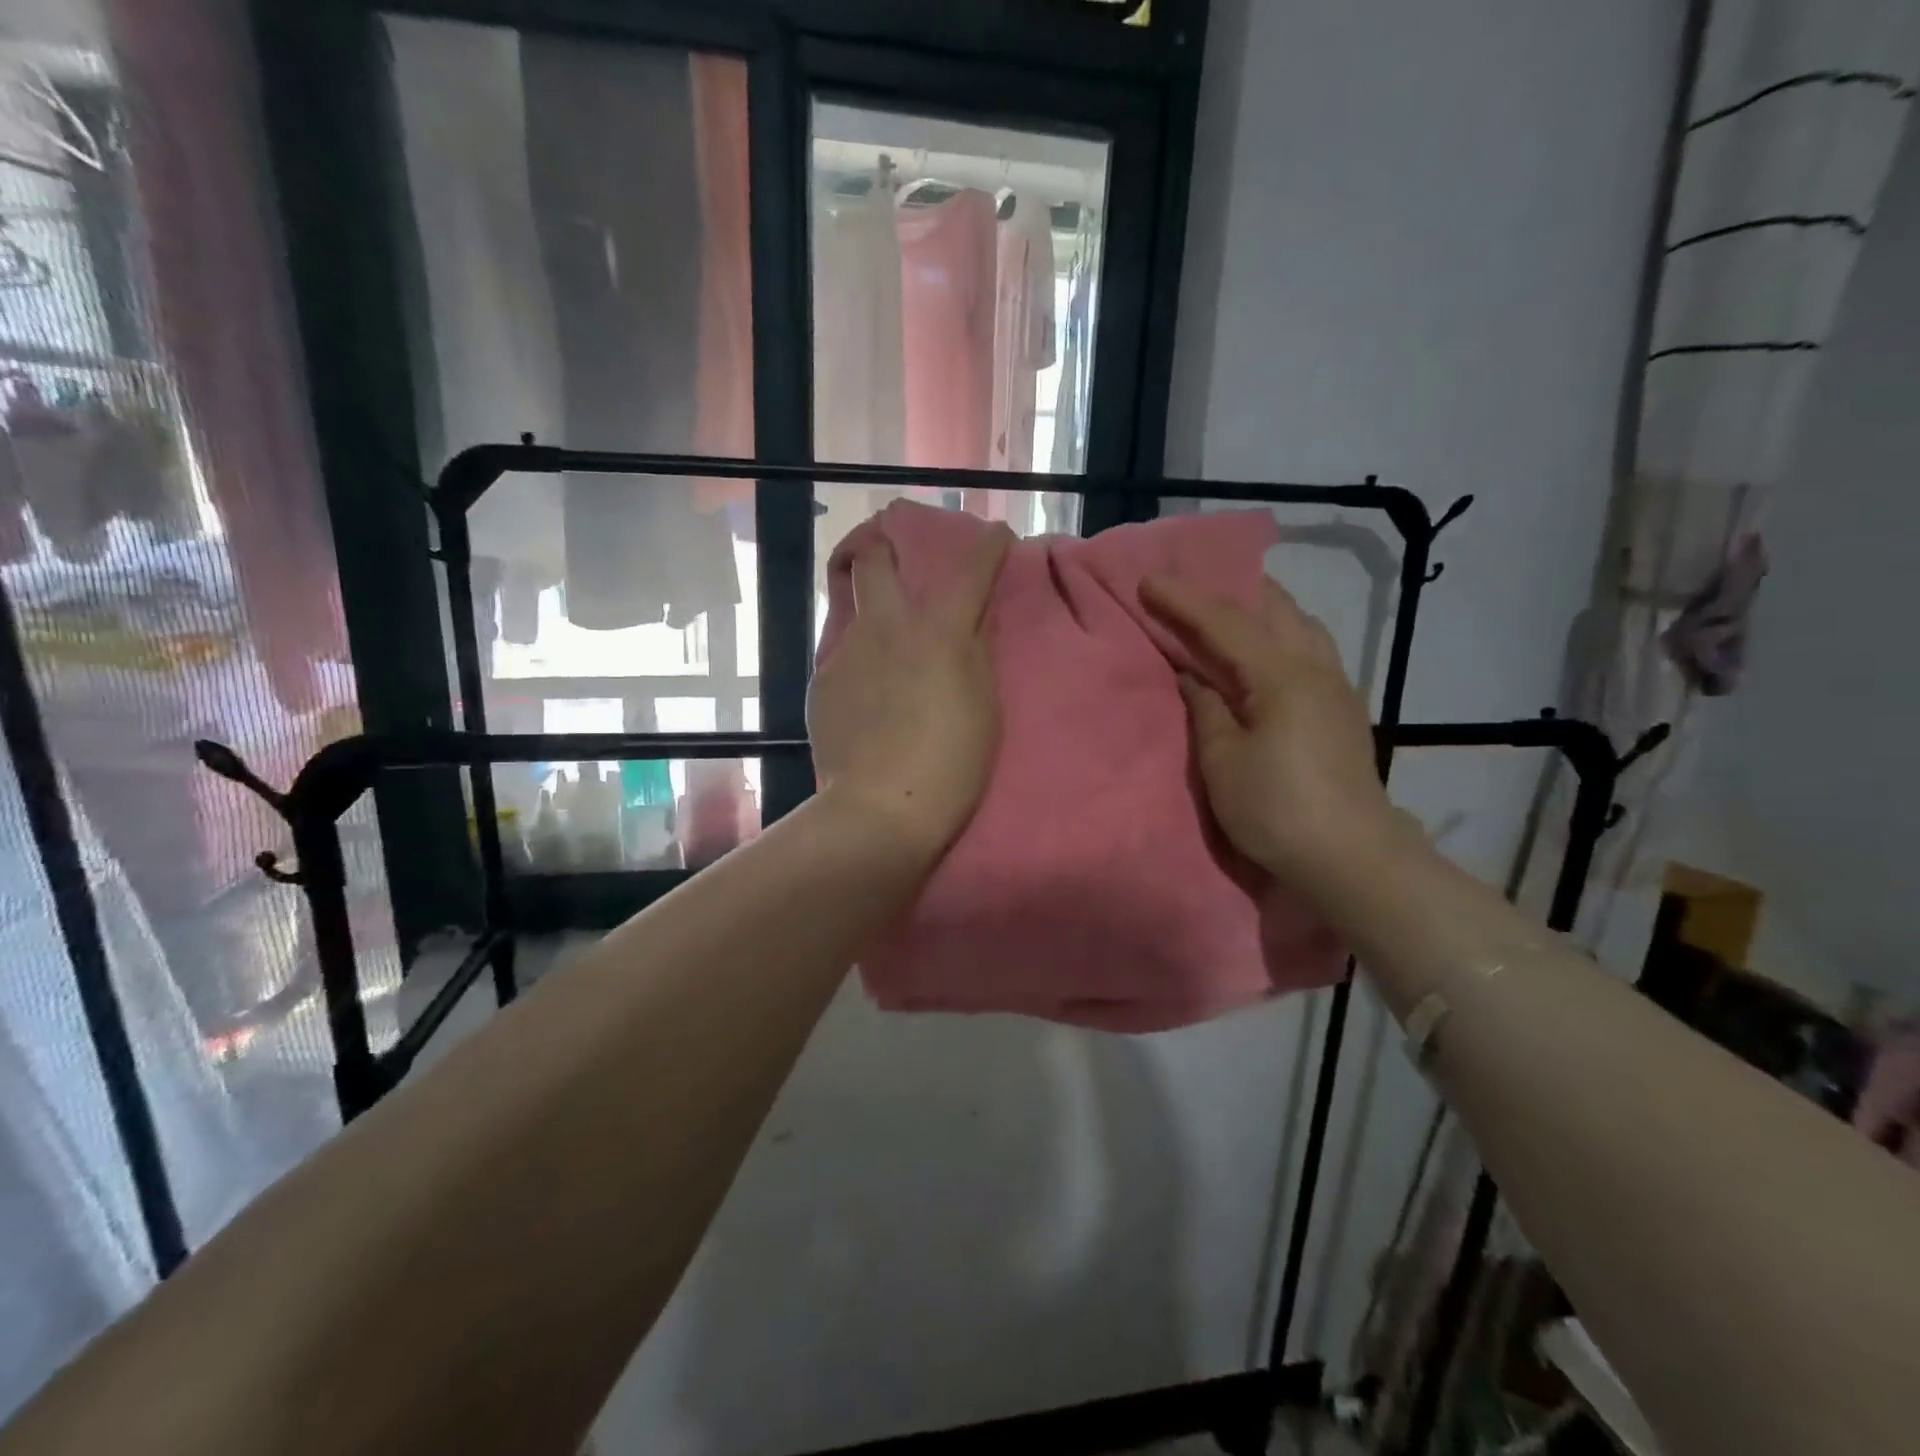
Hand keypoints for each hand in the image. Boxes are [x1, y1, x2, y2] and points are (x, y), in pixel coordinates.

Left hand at [810, 523, 1014, 856]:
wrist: (881, 809)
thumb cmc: (951, 763)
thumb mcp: (984, 704)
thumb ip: (975, 651)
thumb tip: (970, 619)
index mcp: (940, 630)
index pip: (971, 566)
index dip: (988, 544)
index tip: (996, 537)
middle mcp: (888, 626)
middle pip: (872, 556)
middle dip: (882, 542)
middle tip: (894, 554)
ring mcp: (847, 651)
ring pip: (854, 608)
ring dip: (871, 610)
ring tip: (886, 646)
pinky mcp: (822, 681)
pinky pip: (843, 654)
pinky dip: (860, 660)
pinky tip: (869, 694)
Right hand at [1141, 574, 1401, 889]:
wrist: (1351, 857)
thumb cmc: (1277, 809)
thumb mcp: (1223, 760)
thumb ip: (1206, 708)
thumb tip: (1195, 675)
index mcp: (1282, 675)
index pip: (1225, 622)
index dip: (1183, 600)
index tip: (1147, 580)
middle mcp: (1316, 668)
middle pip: (1274, 609)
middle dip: (1231, 591)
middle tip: (1192, 590)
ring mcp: (1336, 687)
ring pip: (1300, 625)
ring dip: (1262, 611)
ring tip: (1231, 614)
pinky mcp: (1343, 710)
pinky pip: (1310, 649)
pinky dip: (1281, 635)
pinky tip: (1266, 653)